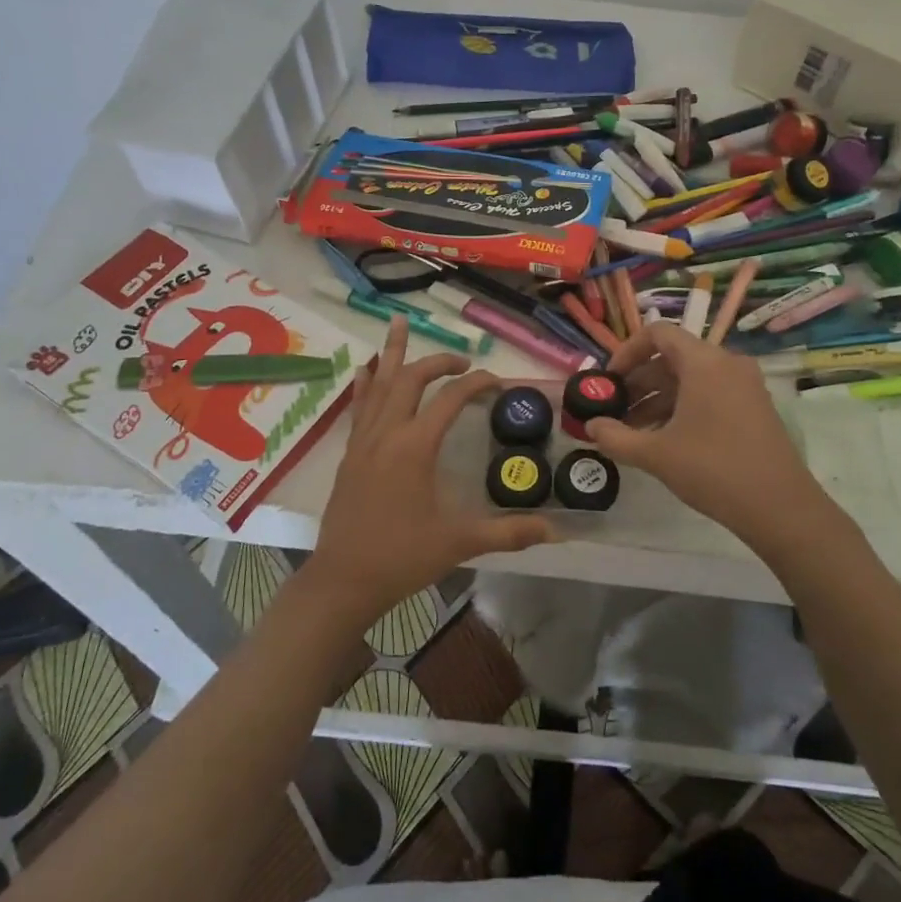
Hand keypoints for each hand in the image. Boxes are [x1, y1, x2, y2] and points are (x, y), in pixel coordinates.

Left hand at [310, 316, 550, 620]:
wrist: (344, 580)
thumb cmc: (403, 557)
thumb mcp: (460, 542)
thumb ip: (508, 532)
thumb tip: (556, 530)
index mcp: (415, 446)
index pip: (450, 398)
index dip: (477, 383)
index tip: (496, 382)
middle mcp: (387, 432)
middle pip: (411, 378)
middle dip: (439, 362)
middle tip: (463, 362)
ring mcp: (363, 440)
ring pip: (378, 383)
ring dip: (392, 352)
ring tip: (398, 322)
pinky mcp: (349, 453)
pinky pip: (359, 405)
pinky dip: (366, 382)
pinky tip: (367, 368)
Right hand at [586, 322, 826, 539]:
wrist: (780, 506)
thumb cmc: (714, 470)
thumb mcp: (656, 454)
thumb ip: (616, 438)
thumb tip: (590, 427)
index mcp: (704, 362)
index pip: (658, 333)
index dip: (626, 352)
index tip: (608, 381)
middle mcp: (727, 364)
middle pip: (673, 357)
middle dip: (639, 382)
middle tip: (614, 410)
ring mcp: (745, 386)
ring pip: (691, 379)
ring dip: (658, 399)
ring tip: (632, 431)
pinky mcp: (754, 407)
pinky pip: (709, 394)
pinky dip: (682, 408)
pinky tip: (663, 440)